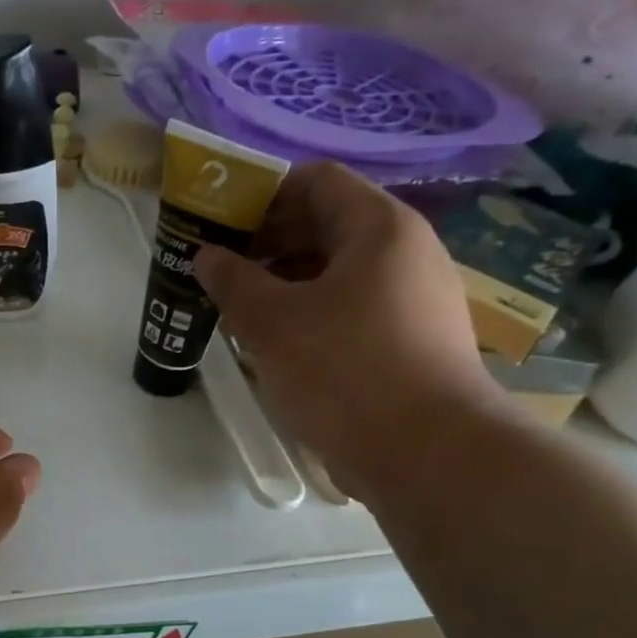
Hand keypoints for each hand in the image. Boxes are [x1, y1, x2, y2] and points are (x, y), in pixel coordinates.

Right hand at [193, 162, 501, 499]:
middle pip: (328, 225)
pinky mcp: (415, 341)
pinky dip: (313, 315)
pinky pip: (354, 309)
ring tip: (242, 313)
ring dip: (286, 284)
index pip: (316, 181)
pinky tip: (280, 347)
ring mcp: (416, 299)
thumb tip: (207, 255)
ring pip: (339, 272)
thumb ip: (232, 280)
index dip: (262, 195)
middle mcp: (407, 252)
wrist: (429, 456)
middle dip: (268, 244)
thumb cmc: (345, 371)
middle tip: (222, 273)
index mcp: (379, 228)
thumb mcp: (271, 322)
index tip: (222, 226)